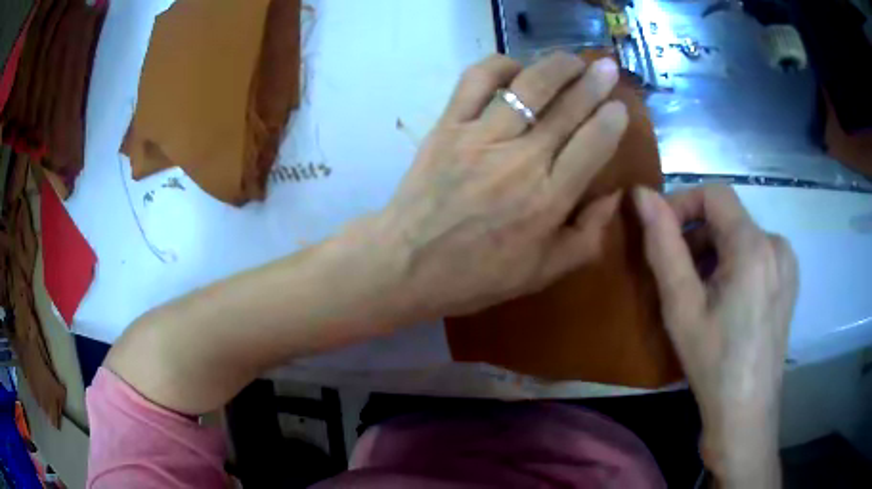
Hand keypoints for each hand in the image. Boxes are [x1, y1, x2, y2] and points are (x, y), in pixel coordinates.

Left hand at [374, 52, 628, 319]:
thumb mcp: (543, 273)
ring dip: (556, 66)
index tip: (620, 106)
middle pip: (566, 108)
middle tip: (607, 67)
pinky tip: (515, 68)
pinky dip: (499, 65)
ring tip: (572, 59)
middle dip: (594, 82)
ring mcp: (480, 138)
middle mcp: (520, 161)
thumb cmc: (476, 275)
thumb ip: (588, 237)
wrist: (406, 264)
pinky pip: (475, 81)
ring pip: (527, 86)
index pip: (592, 145)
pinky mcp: (447, 127)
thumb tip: (613, 195)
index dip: (611, 120)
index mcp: (548, 200)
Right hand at [634, 185, 797, 486]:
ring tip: (699, 292)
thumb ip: (663, 244)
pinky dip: (735, 264)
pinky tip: (725, 300)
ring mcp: (787, 263)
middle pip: (729, 217)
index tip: (662, 235)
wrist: (746, 410)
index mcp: (754, 245)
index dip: (683, 204)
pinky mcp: (789, 280)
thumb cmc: (713, 362)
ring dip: (715, 252)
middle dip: (698, 236)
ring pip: (742, 236)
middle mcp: (777, 244)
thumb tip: (640, 194)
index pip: (714, 193)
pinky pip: (757, 254)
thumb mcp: (682, 306)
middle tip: (677, 276)